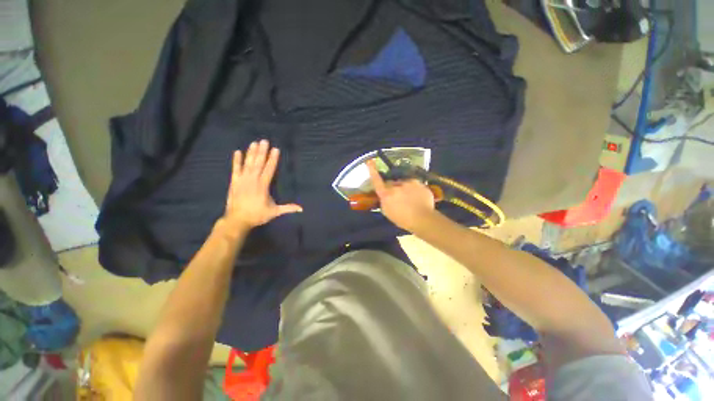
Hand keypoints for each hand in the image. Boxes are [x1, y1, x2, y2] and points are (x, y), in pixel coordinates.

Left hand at [222, 140, 301, 231]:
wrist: (237, 220)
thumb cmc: (257, 215)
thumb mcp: (274, 212)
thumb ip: (287, 208)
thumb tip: (301, 209)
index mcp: (263, 186)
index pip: (269, 169)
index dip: (273, 159)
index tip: (275, 149)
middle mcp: (253, 180)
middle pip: (258, 163)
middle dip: (262, 152)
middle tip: (264, 141)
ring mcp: (242, 180)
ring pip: (248, 164)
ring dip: (251, 153)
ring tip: (254, 143)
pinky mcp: (234, 182)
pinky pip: (235, 169)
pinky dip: (236, 161)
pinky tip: (237, 152)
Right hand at [367, 160, 435, 231]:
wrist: (422, 219)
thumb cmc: (402, 219)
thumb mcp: (387, 212)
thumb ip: (384, 201)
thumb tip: (384, 195)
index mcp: (386, 194)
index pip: (377, 181)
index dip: (372, 171)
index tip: (370, 161)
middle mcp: (396, 186)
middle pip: (392, 182)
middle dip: (393, 187)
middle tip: (398, 197)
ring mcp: (408, 183)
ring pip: (404, 182)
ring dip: (404, 188)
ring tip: (410, 199)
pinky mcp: (419, 183)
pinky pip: (414, 184)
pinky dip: (414, 189)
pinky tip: (417, 198)